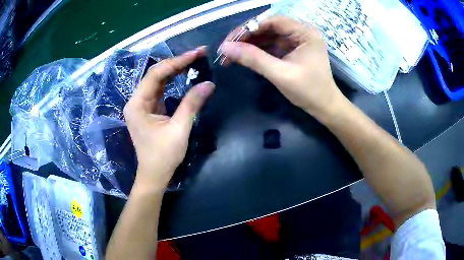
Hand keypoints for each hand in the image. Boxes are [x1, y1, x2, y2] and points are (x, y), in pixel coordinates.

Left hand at [124, 47, 214, 191]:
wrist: (154, 175)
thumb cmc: (163, 156)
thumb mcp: (179, 129)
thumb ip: (192, 104)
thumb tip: (209, 84)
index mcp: (137, 104)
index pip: (156, 74)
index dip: (177, 62)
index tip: (196, 53)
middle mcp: (136, 101)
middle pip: (156, 75)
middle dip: (177, 63)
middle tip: (198, 54)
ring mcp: (141, 105)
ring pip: (158, 81)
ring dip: (175, 70)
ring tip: (194, 60)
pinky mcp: (148, 110)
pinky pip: (160, 90)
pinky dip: (172, 82)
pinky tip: (183, 74)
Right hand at [220, 15, 343, 117]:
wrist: (324, 107)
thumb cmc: (309, 91)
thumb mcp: (280, 74)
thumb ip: (253, 59)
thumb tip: (225, 48)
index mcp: (304, 32)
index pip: (272, 21)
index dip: (249, 28)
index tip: (230, 41)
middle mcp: (300, 32)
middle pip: (268, 27)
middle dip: (246, 37)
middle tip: (226, 49)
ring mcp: (295, 41)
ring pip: (267, 36)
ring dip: (249, 44)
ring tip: (230, 55)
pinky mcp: (291, 50)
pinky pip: (270, 45)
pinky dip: (256, 51)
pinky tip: (243, 57)